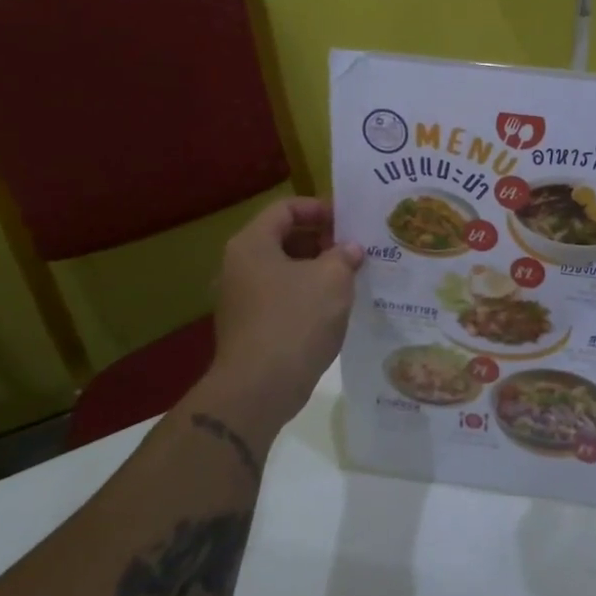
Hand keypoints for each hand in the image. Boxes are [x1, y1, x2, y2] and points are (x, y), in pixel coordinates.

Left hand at [197, 197, 361, 444]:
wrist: (260, 387)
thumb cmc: (296, 320)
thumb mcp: (332, 279)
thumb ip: (344, 255)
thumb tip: (350, 249)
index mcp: (252, 244)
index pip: (286, 208)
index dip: (319, 208)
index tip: (349, 221)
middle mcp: (239, 266)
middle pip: (283, 237)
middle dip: (322, 239)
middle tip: (355, 249)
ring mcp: (242, 298)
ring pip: (284, 269)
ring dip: (317, 268)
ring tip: (351, 276)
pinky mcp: (250, 325)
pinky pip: (282, 296)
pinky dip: (307, 294)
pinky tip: (334, 306)